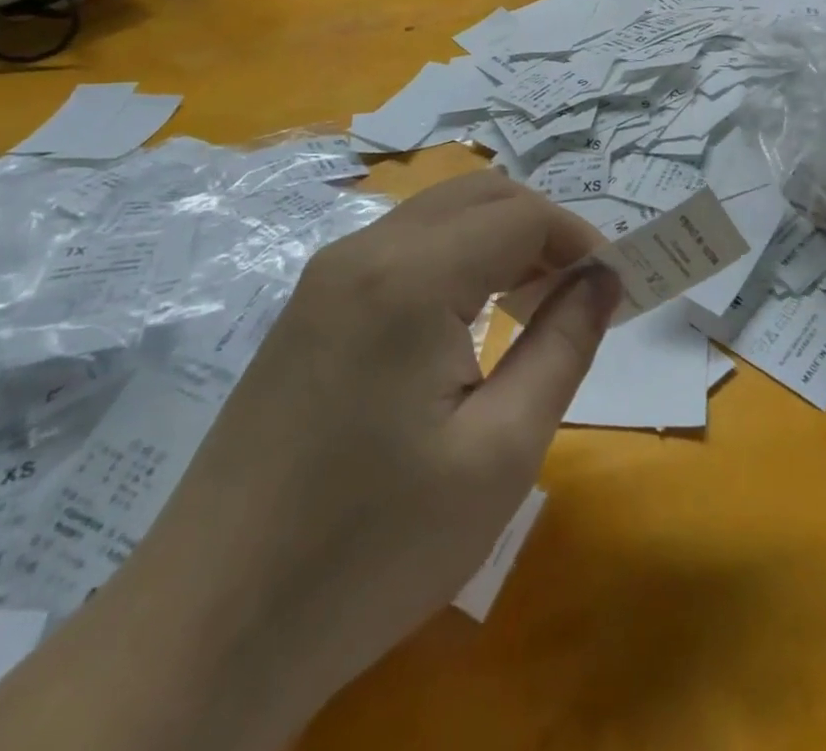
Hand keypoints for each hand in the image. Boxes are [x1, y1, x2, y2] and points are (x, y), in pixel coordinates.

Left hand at [123, 170, 619, 744]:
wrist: (208, 630)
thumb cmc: (370, 549)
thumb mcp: (498, 453)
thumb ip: (562, 346)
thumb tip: (603, 279)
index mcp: (409, 275)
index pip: (522, 214)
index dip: (581, 239)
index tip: (617, 288)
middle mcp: (363, 250)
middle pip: (480, 195)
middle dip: (543, 230)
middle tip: (579, 294)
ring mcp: (325, 276)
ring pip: (439, 216)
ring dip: (499, 242)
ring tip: (533, 309)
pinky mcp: (308, 307)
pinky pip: (401, 249)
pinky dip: (455, 261)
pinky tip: (466, 324)